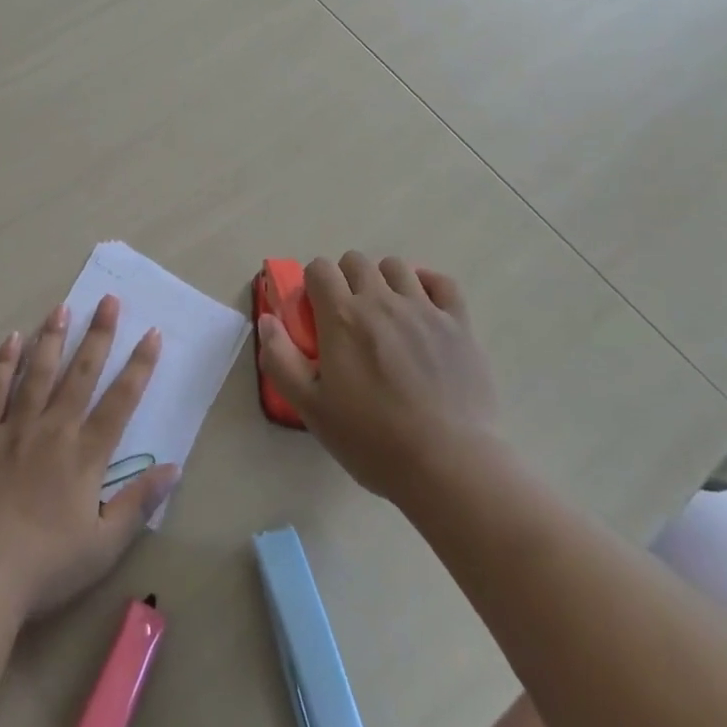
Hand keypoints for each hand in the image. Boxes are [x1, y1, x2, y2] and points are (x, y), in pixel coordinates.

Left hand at [0, 296, 176, 620]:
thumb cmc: (42, 569)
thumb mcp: (103, 547)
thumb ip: (138, 503)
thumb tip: (175, 467)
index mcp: (84, 456)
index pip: (120, 401)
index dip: (139, 366)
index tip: (152, 333)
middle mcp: (51, 430)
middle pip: (80, 374)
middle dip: (98, 335)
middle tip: (108, 299)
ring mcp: (11, 430)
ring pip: (37, 373)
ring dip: (52, 338)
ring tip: (62, 307)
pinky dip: (3, 365)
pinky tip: (11, 341)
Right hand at [258, 252, 499, 501]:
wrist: (449, 466)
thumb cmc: (373, 440)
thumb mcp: (311, 408)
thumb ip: (280, 359)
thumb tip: (267, 320)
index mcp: (342, 316)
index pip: (319, 269)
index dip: (313, 285)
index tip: (316, 314)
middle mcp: (381, 300)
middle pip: (355, 261)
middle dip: (345, 280)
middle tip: (349, 319)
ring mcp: (424, 309)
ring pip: (396, 266)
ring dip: (384, 281)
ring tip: (386, 314)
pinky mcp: (459, 324)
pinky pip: (442, 282)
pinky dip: (428, 285)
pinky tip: (423, 307)